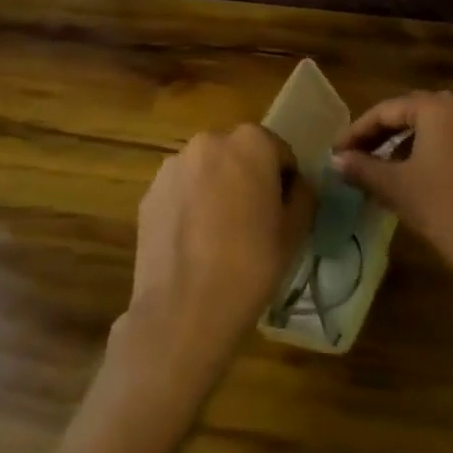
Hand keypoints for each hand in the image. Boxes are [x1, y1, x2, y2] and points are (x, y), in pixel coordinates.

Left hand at [114, 125, 312, 394]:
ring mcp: (173, 166)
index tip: (281, 212)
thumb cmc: (251, 265)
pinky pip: (181, 191)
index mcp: (251, 142)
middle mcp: (209, 142)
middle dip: (247, 178)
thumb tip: (296, 186)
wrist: (184, 310)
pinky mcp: (150, 192)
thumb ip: (303, 194)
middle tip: (253, 222)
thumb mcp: (296, 231)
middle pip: (239, 155)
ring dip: (217, 189)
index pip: (278, 152)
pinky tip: (194, 243)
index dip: (284, 182)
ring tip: (220, 235)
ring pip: (207, 171)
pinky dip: (190, 206)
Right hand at [333, 91, 452, 300]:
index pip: (386, 110)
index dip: (357, 130)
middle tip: (352, 155)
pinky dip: (422, 148)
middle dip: (378, 133)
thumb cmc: (440, 208)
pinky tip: (406, 172)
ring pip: (428, 126)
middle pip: (408, 112)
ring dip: (399, 141)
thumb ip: (361, 167)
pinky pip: (446, 138)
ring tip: (375, 165)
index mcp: (437, 109)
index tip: (335, 152)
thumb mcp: (395, 186)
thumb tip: (335, 160)